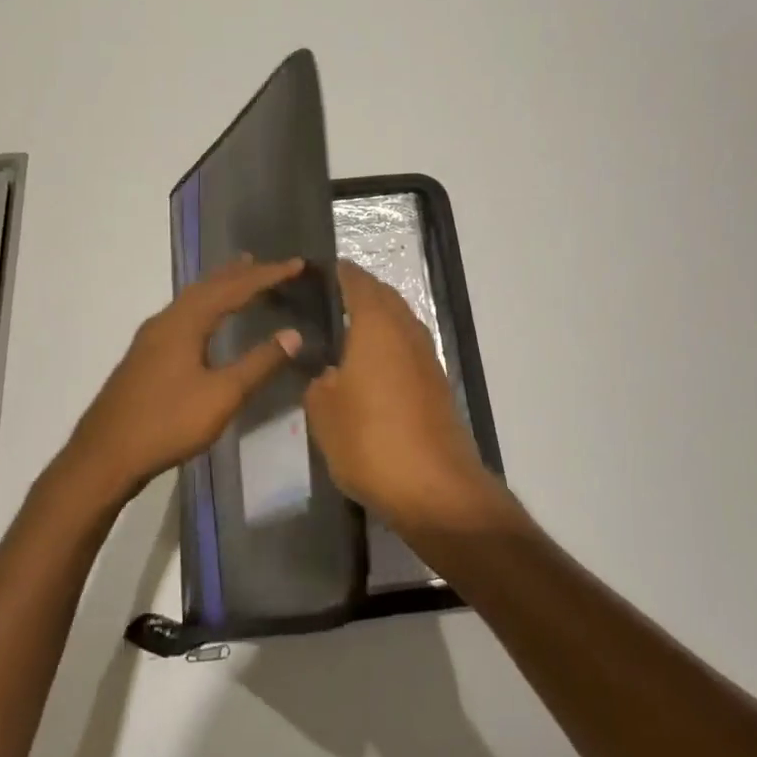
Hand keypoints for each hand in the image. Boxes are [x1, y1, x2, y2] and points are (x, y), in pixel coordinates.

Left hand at [61, 256, 305, 502]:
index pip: (234, 288)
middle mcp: (167, 320)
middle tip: (271, 264)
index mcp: (186, 322)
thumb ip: (259, 363)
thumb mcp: (222, 395)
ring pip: (193, 299)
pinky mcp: (145, 355)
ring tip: (241, 275)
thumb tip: (294, 334)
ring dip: (220, 285)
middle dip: (242, 273)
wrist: (105, 456)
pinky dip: (205, 304)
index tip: (297, 264)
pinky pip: (183, 314)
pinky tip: (206, 319)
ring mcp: (151, 338)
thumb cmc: (168, 422)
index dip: (268, 275)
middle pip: (209, 286)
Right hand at [304, 261, 499, 530]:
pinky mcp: (437, 386)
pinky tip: (372, 366)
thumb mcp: (323, 412)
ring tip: (348, 330)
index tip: (323, 269)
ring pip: (401, 323)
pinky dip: (390, 345)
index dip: (341, 273)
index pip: (359, 283)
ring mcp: (427, 359)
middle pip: (386, 298)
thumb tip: (329, 373)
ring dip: (379, 319)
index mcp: (377, 326)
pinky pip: (409, 349)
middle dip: (362, 292)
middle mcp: (407, 332)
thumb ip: (319, 382)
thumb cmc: (370, 440)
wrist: (434, 487)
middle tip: (332, 297)